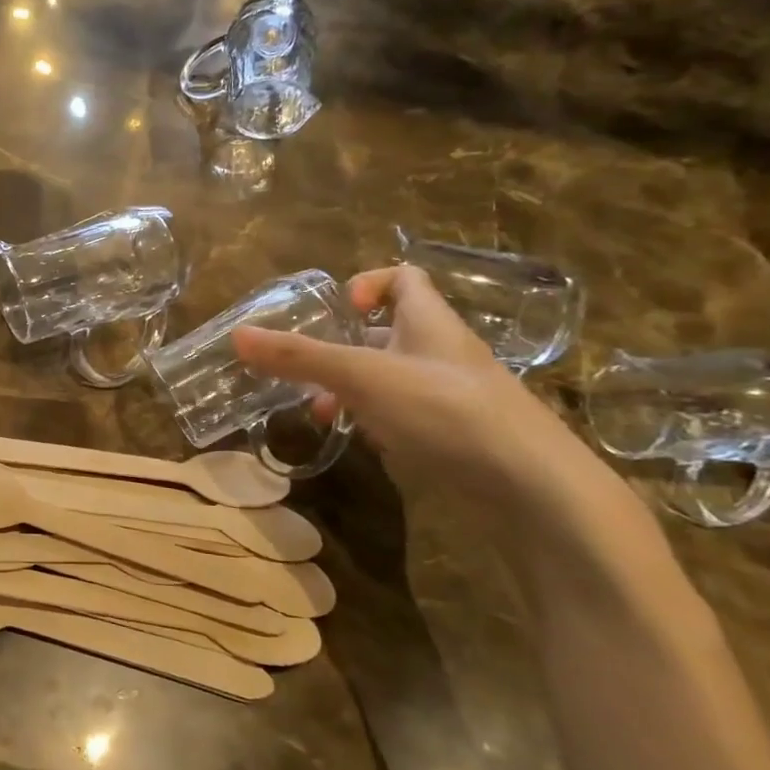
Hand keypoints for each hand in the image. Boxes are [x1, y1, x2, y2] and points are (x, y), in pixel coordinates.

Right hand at [231, 266, 626, 527]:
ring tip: (321, 412)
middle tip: (306, 369)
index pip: (405, 279)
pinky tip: (361, 441)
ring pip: (393, 379)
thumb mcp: (362, 377)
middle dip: (344, 347)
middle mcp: (442, 354)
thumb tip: (236, 335)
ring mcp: (452, 398)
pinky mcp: (456, 438)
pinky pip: (406, 417)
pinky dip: (377, 421)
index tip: (338, 311)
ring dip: (353, 389)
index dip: (368, 283)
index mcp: (430, 323)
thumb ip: (299, 357)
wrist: (533, 490)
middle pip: (389, 333)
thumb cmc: (446, 411)